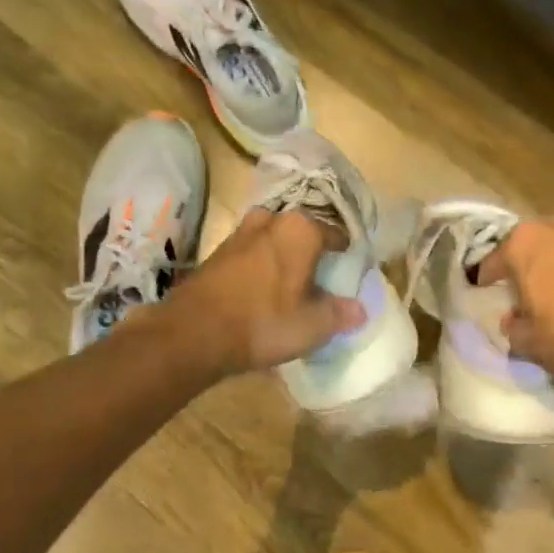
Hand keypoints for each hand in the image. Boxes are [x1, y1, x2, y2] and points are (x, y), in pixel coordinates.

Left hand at [155, 209, 366, 378]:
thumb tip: (360, 309)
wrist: (193, 332)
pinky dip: (259, 266)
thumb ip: (339, 313)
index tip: (348, 273)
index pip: (336, 234)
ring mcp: (241, 232)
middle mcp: (272, 220)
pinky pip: (251, 252)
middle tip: (319, 279)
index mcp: (301, 229)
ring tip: (289, 285)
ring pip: (273, 239)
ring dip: (282, 257)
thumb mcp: (312, 326)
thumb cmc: (264, 322)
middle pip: (302, 232)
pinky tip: (261, 291)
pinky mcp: (217, 251)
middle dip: (311, 251)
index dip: (345, 255)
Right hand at [475, 213, 553, 380]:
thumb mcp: (531, 343)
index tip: (479, 295)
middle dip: (521, 268)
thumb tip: (513, 323)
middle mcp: (553, 227)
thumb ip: (514, 331)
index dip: (483, 281)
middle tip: (515, 294)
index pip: (491, 261)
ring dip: (552, 270)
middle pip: (527, 247)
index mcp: (523, 242)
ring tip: (548, 297)